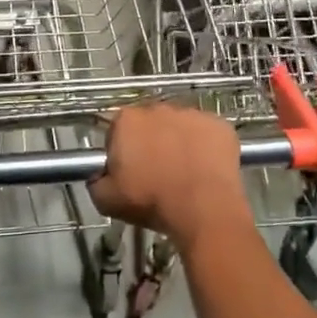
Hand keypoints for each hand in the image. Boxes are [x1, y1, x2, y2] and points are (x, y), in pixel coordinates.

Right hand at [89, 101, 251, 252]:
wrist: (203, 209)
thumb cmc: (151, 201)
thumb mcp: (105, 199)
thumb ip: (96, 180)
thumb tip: (100, 176)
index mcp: (127, 119)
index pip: (117, 130)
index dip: (121, 151)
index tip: (127, 171)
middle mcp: (159, 108)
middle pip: (150, 124)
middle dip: (151, 142)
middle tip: (156, 172)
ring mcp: (192, 114)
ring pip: (180, 127)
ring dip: (178, 142)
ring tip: (183, 173)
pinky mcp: (220, 125)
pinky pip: (208, 134)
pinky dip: (206, 147)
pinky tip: (205, 169)